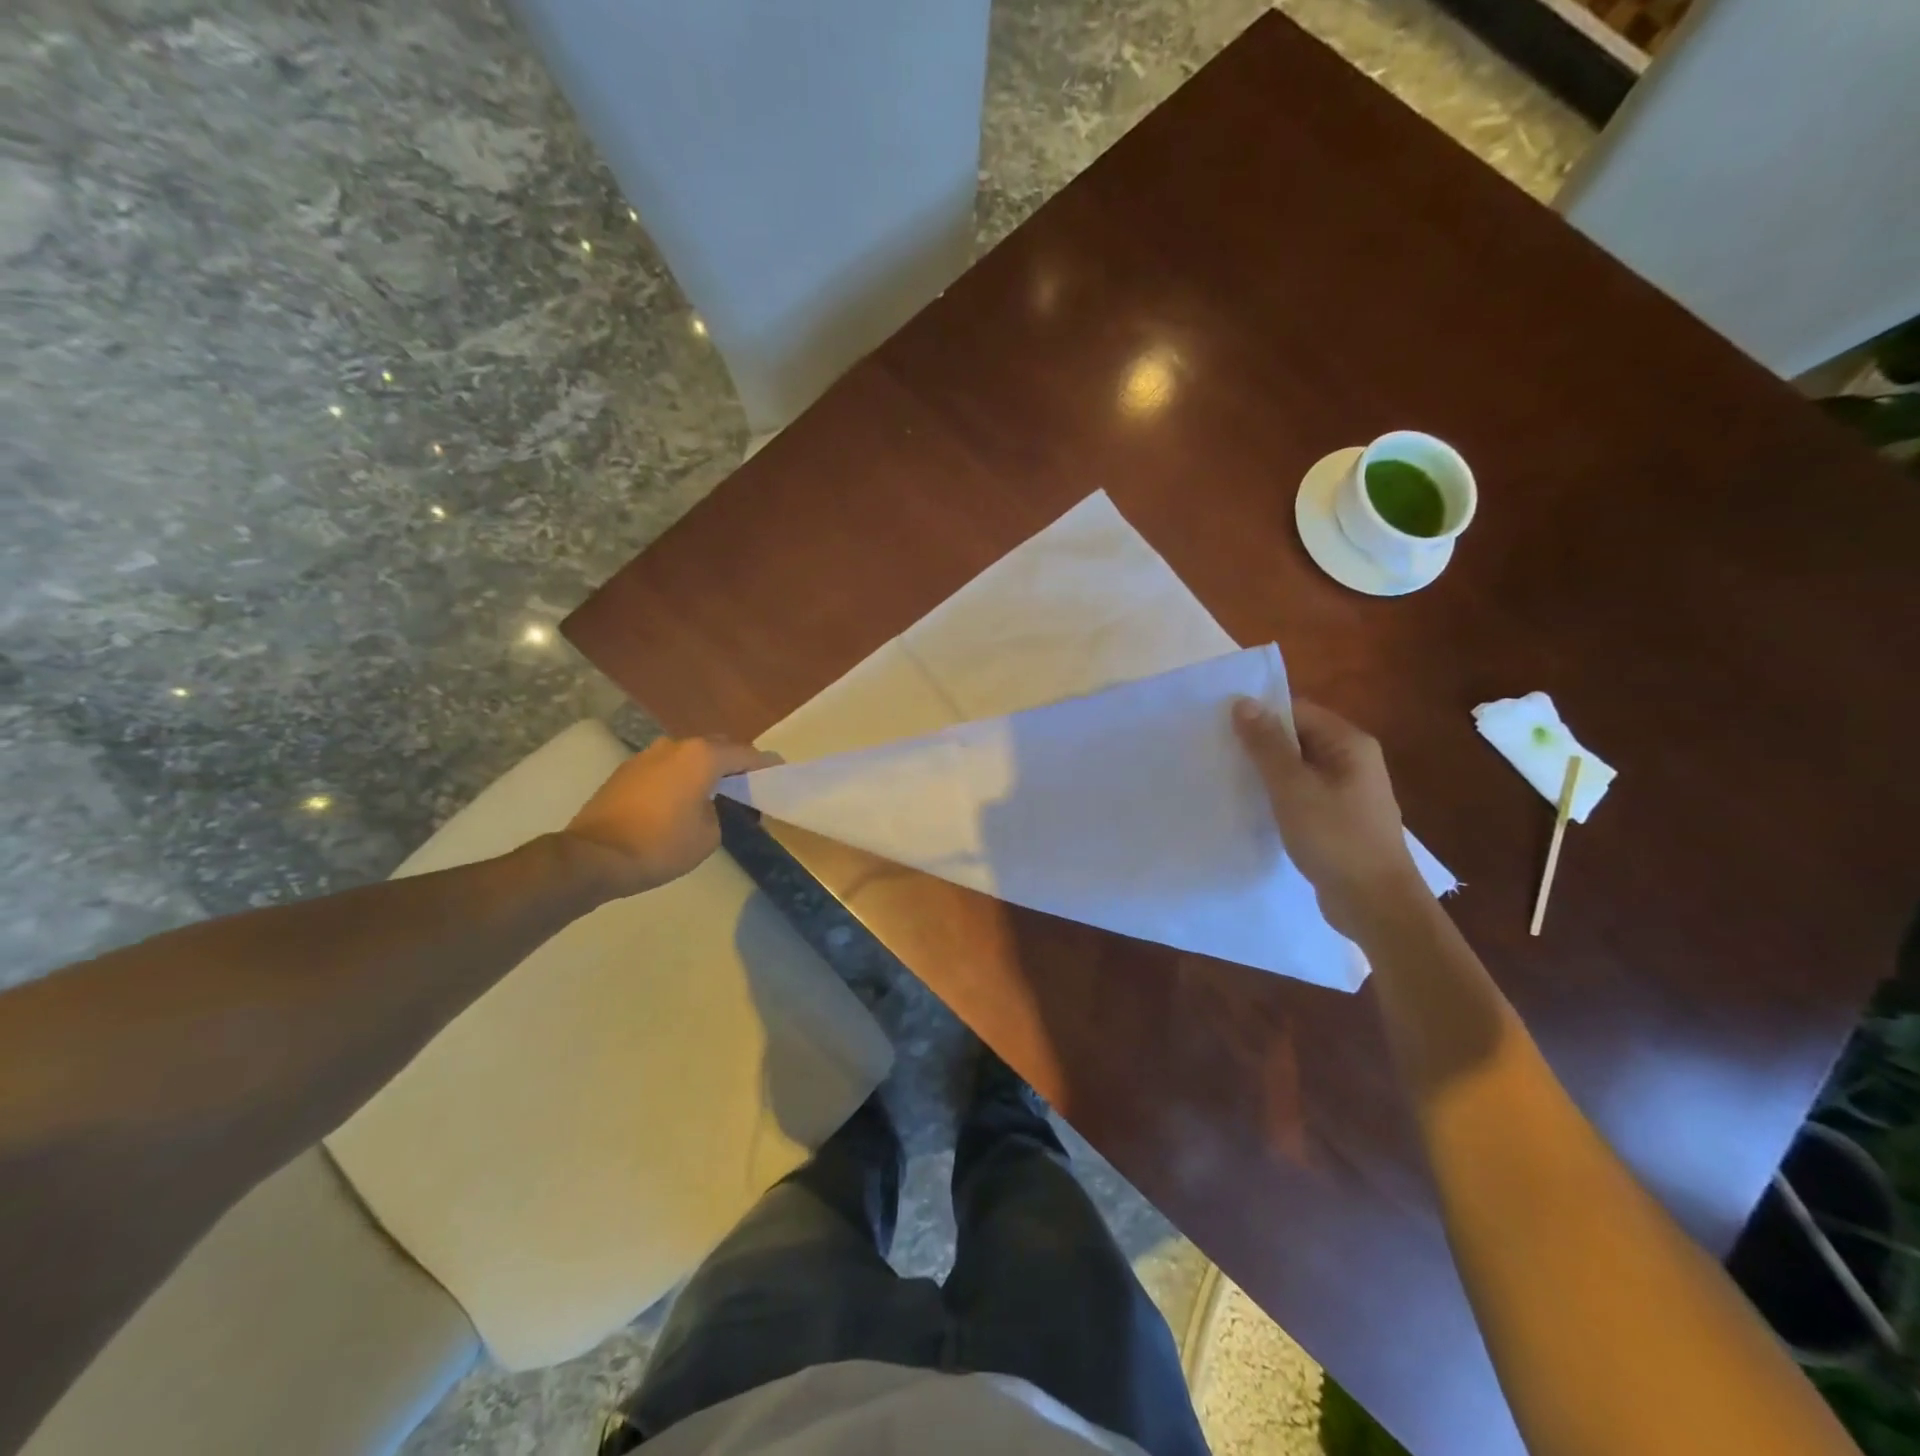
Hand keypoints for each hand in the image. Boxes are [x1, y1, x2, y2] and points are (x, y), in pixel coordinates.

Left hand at [562, 736, 779, 897]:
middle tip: (748, 783)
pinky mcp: (626, 771)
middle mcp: (676, 746)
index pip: (746, 754)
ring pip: (688, 755)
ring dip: (704, 768)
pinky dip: (680, 776)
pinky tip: (681, 798)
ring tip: (714, 790)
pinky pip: (666, 767)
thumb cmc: (660, 846)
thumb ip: (718, 811)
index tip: (779, 771)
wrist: (594, 857)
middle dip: (735, 762)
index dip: (765, 764)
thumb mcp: (709, 836)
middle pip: (717, 747)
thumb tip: (706, 805)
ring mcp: (647, 755)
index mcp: (702, 757)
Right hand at [1232, 697, 1428, 937]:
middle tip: (1216, 751)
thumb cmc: (1336, 838)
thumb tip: (1243, 702)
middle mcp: (1353, 760)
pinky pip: (1302, 794)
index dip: (1260, 714)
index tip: (1220, 726)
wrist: (1375, 903)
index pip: (1298, 711)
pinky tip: (1252, 807)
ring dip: (1267, 772)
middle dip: (1260, 743)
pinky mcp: (1338, 819)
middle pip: (1298, 737)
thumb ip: (1267, 745)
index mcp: (1349, 743)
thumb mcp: (1293, 787)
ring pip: (1298, 768)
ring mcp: (1348, 791)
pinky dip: (1278, 796)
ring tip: (1227, 777)